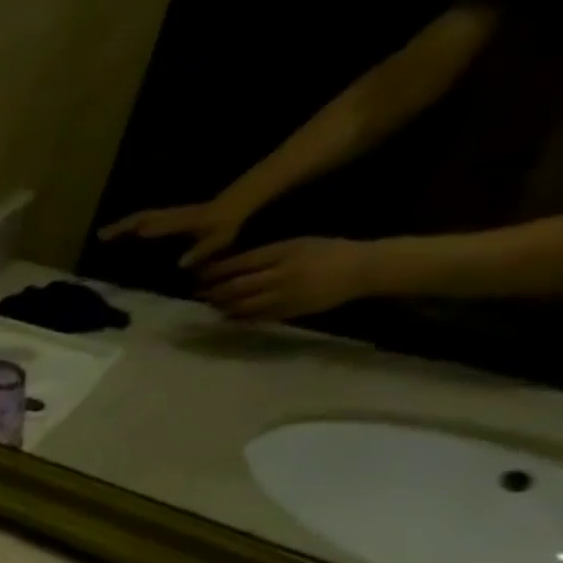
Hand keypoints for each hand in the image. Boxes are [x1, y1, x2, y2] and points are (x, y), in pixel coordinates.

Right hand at [98, 197, 250, 266]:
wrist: (257, 195)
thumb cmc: (237, 217)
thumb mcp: (223, 234)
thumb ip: (204, 249)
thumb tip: (180, 264)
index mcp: (180, 222)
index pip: (148, 224)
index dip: (125, 229)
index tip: (102, 236)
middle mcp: (176, 217)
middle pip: (144, 218)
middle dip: (123, 226)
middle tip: (101, 235)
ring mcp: (182, 217)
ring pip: (151, 218)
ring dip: (132, 225)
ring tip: (116, 235)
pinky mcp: (189, 219)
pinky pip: (160, 222)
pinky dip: (147, 227)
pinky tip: (143, 236)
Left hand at [197, 237, 376, 321]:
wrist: (363, 270)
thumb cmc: (327, 253)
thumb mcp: (296, 245)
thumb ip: (263, 256)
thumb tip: (226, 267)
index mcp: (283, 253)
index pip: (238, 264)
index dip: (214, 272)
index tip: (199, 276)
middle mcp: (280, 274)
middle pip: (234, 287)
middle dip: (212, 291)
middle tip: (199, 293)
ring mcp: (284, 295)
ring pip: (240, 305)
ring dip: (221, 306)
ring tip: (212, 304)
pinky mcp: (288, 312)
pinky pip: (254, 317)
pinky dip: (237, 317)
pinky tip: (229, 315)